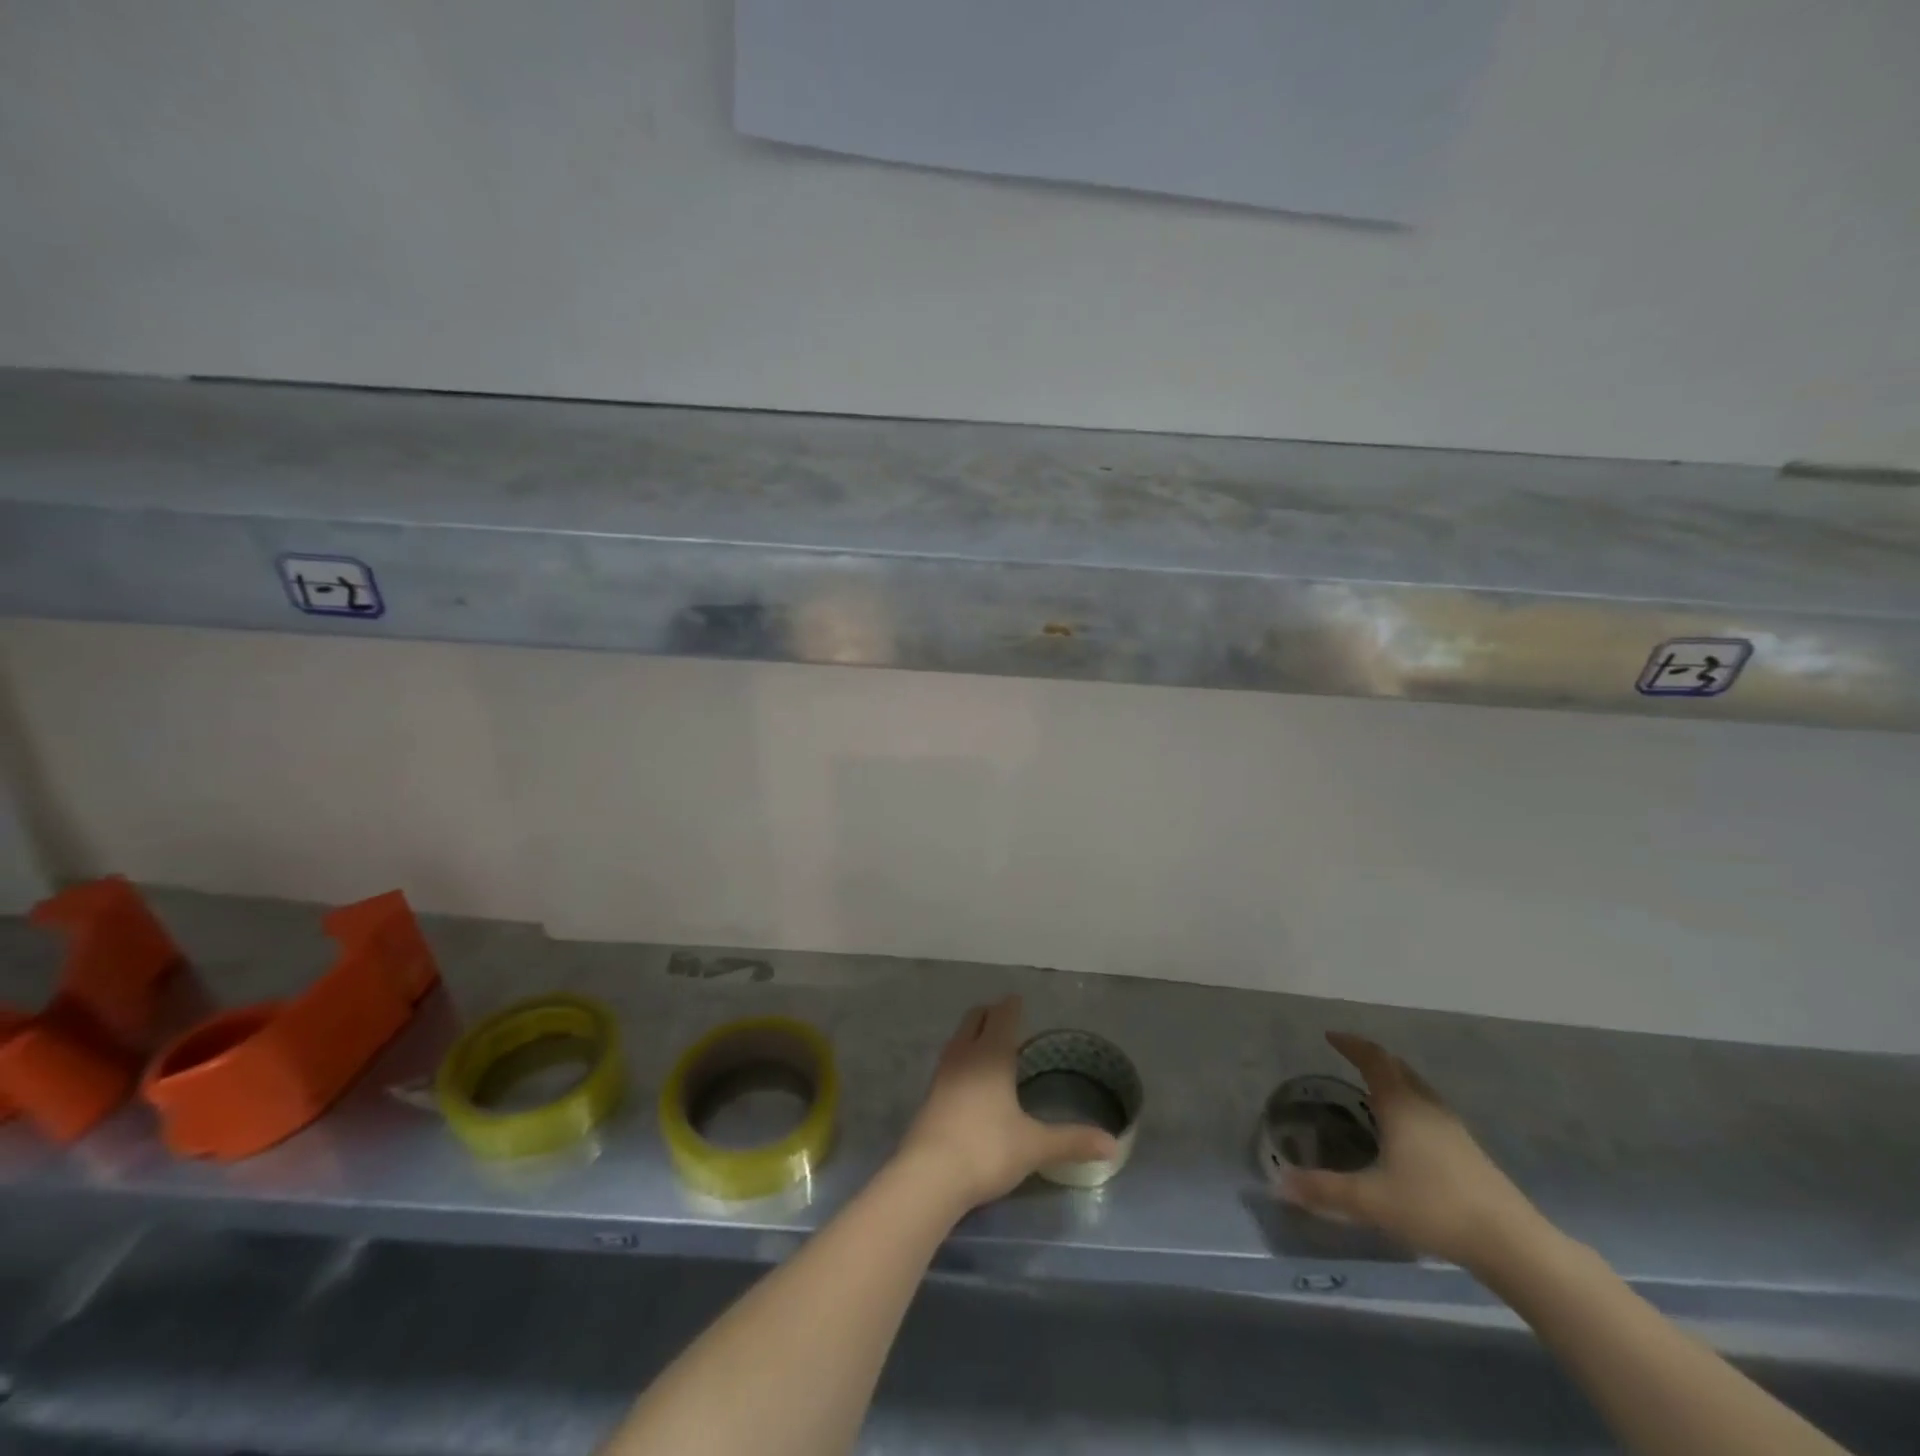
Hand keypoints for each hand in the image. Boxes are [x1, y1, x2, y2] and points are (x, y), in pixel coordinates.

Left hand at [896, 996, 1118, 1211]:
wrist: (929, 1175)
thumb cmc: (987, 1149)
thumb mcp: (1034, 1146)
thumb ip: (1072, 1141)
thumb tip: (1112, 1144)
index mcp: (992, 1054)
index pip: (1002, 1016)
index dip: (1012, 1006)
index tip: (1018, 1000)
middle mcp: (965, 1054)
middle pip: (975, 1018)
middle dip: (990, 1014)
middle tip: (1007, 1019)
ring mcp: (943, 1073)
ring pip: (959, 1038)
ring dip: (974, 1033)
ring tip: (991, 1044)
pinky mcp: (931, 1094)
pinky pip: (950, 1060)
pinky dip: (963, 1056)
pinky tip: (971, 1078)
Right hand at [1280, 1032, 1542, 1269]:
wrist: (1512, 1244)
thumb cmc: (1435, 1208)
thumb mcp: (1371, 1200)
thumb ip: (1323, 1190)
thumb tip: (1278, 1183)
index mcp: (1401, 1105)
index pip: (1373, 1060)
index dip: (1351, 1044)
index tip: (1331, 1036)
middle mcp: (1427, 1107)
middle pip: (1398, 1068)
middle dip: (1371, 1057)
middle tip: (1348, 1056)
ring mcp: (1452, 1128)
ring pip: (1418, 1088)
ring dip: (1393, 1079)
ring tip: (1372, 1088)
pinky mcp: (1468, 1152)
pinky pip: (1429, 1109)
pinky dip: (1409, 1102)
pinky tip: (1405, 1130)